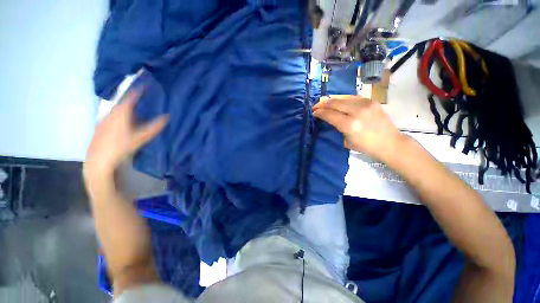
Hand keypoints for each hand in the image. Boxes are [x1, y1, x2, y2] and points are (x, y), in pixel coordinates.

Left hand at [84, 90, 167, 180]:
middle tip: (143, 99)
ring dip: (126, 107)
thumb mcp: (141, 137)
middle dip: (133, 99)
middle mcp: (111, 113)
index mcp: (121, 113)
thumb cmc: (121, 147)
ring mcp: (104, 119)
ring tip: (136, 111)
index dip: (138, 91)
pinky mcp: (100, 125)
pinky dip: (120, 114)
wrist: (98, 159)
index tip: (145, 85)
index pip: (130, 97)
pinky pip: (112, 115)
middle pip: (123, 102)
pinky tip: (124, 122)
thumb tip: (167, 117)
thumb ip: (154, 127)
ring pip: (117, 109)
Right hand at [313, 95, 405, 161]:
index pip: (329, 114)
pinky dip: (343, 98)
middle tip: (316, 106)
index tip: (314, 112)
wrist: (389, 142)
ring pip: (342, 98)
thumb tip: (329, 118)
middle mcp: (356, 112)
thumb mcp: (346, 141)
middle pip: (334, 103)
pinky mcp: (371, 101)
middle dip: (322, 104)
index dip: (319, 112)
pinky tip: (338, 101)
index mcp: (349, 125)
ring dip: (331, 100)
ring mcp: (365, 104)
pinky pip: (352, 97)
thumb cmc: (366, 146)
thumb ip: (337, 128)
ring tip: (324, 101)